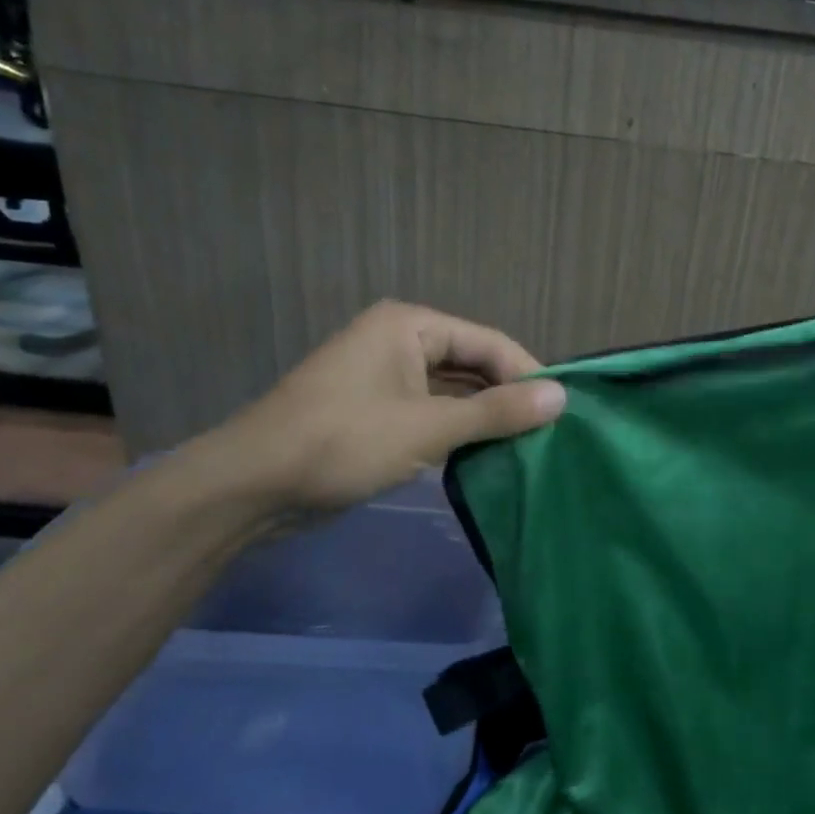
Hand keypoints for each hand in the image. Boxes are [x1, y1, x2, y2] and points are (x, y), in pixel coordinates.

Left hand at [214, 301, 565, 512]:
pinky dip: (458, 431)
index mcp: (410, 326)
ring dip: (485, 418)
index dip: (528, 376)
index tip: (562, 414)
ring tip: (527, 447)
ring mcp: (385, 378)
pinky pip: (431, 413)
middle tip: (548, 434)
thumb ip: (498, 412)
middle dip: (507, 398)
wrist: (252, 486)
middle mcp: (399, 342)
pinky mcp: (376, 412)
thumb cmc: (344, 442)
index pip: (489, 343)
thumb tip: (562, 397)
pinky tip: (486, 456)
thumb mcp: (429, 426)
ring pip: (453, 391)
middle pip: (472, 364)